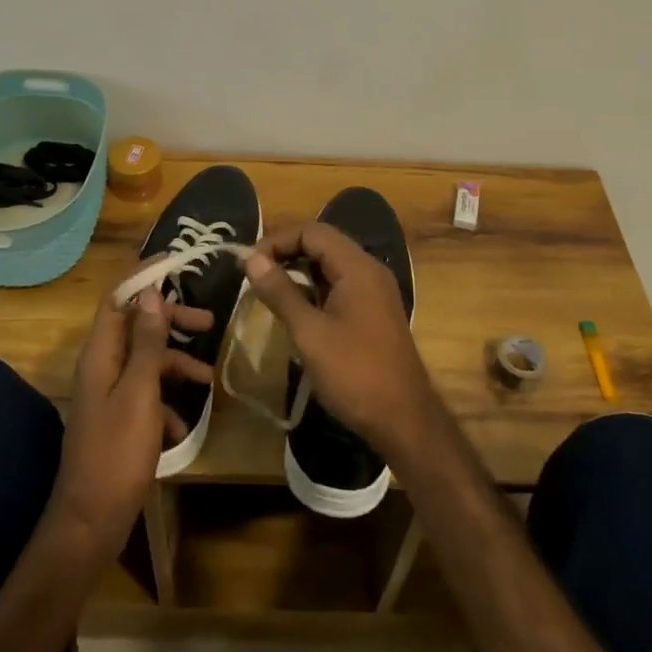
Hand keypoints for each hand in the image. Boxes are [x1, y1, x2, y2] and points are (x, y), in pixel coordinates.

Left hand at [46, 285, 213, 560]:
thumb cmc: (116, 453)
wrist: (90, 522)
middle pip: (138, 327)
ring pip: (146, 362)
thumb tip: (151, 295)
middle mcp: (101, 368)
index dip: (143, 277)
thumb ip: (148, 343)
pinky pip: (146, 396)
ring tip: (209, 378)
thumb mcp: (140, 393)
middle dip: (172, 321)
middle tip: (209, 322)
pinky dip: (167, 402)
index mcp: (101, 354)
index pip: (118, 298)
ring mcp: (108, 395)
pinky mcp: (117, 421)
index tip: (176, 263)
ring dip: (176, 364)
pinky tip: (182, 426)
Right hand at [240, 224, 444, 466]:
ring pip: (330, 265)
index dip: (277, 241)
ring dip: (299, 270)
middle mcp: (369, 270)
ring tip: (267, 288)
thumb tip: (250, 258)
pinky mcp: (372, 311)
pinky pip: (339, 285)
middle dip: (286, 252)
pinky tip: (294, 307)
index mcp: (357, 267)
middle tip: (253, 273)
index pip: (312, 232)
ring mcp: (374, 291)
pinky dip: (314, 288)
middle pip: (323, 243)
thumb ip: (280, 292)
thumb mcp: (310, 333)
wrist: (403, 419)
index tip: (247, 263)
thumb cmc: (354, 373)